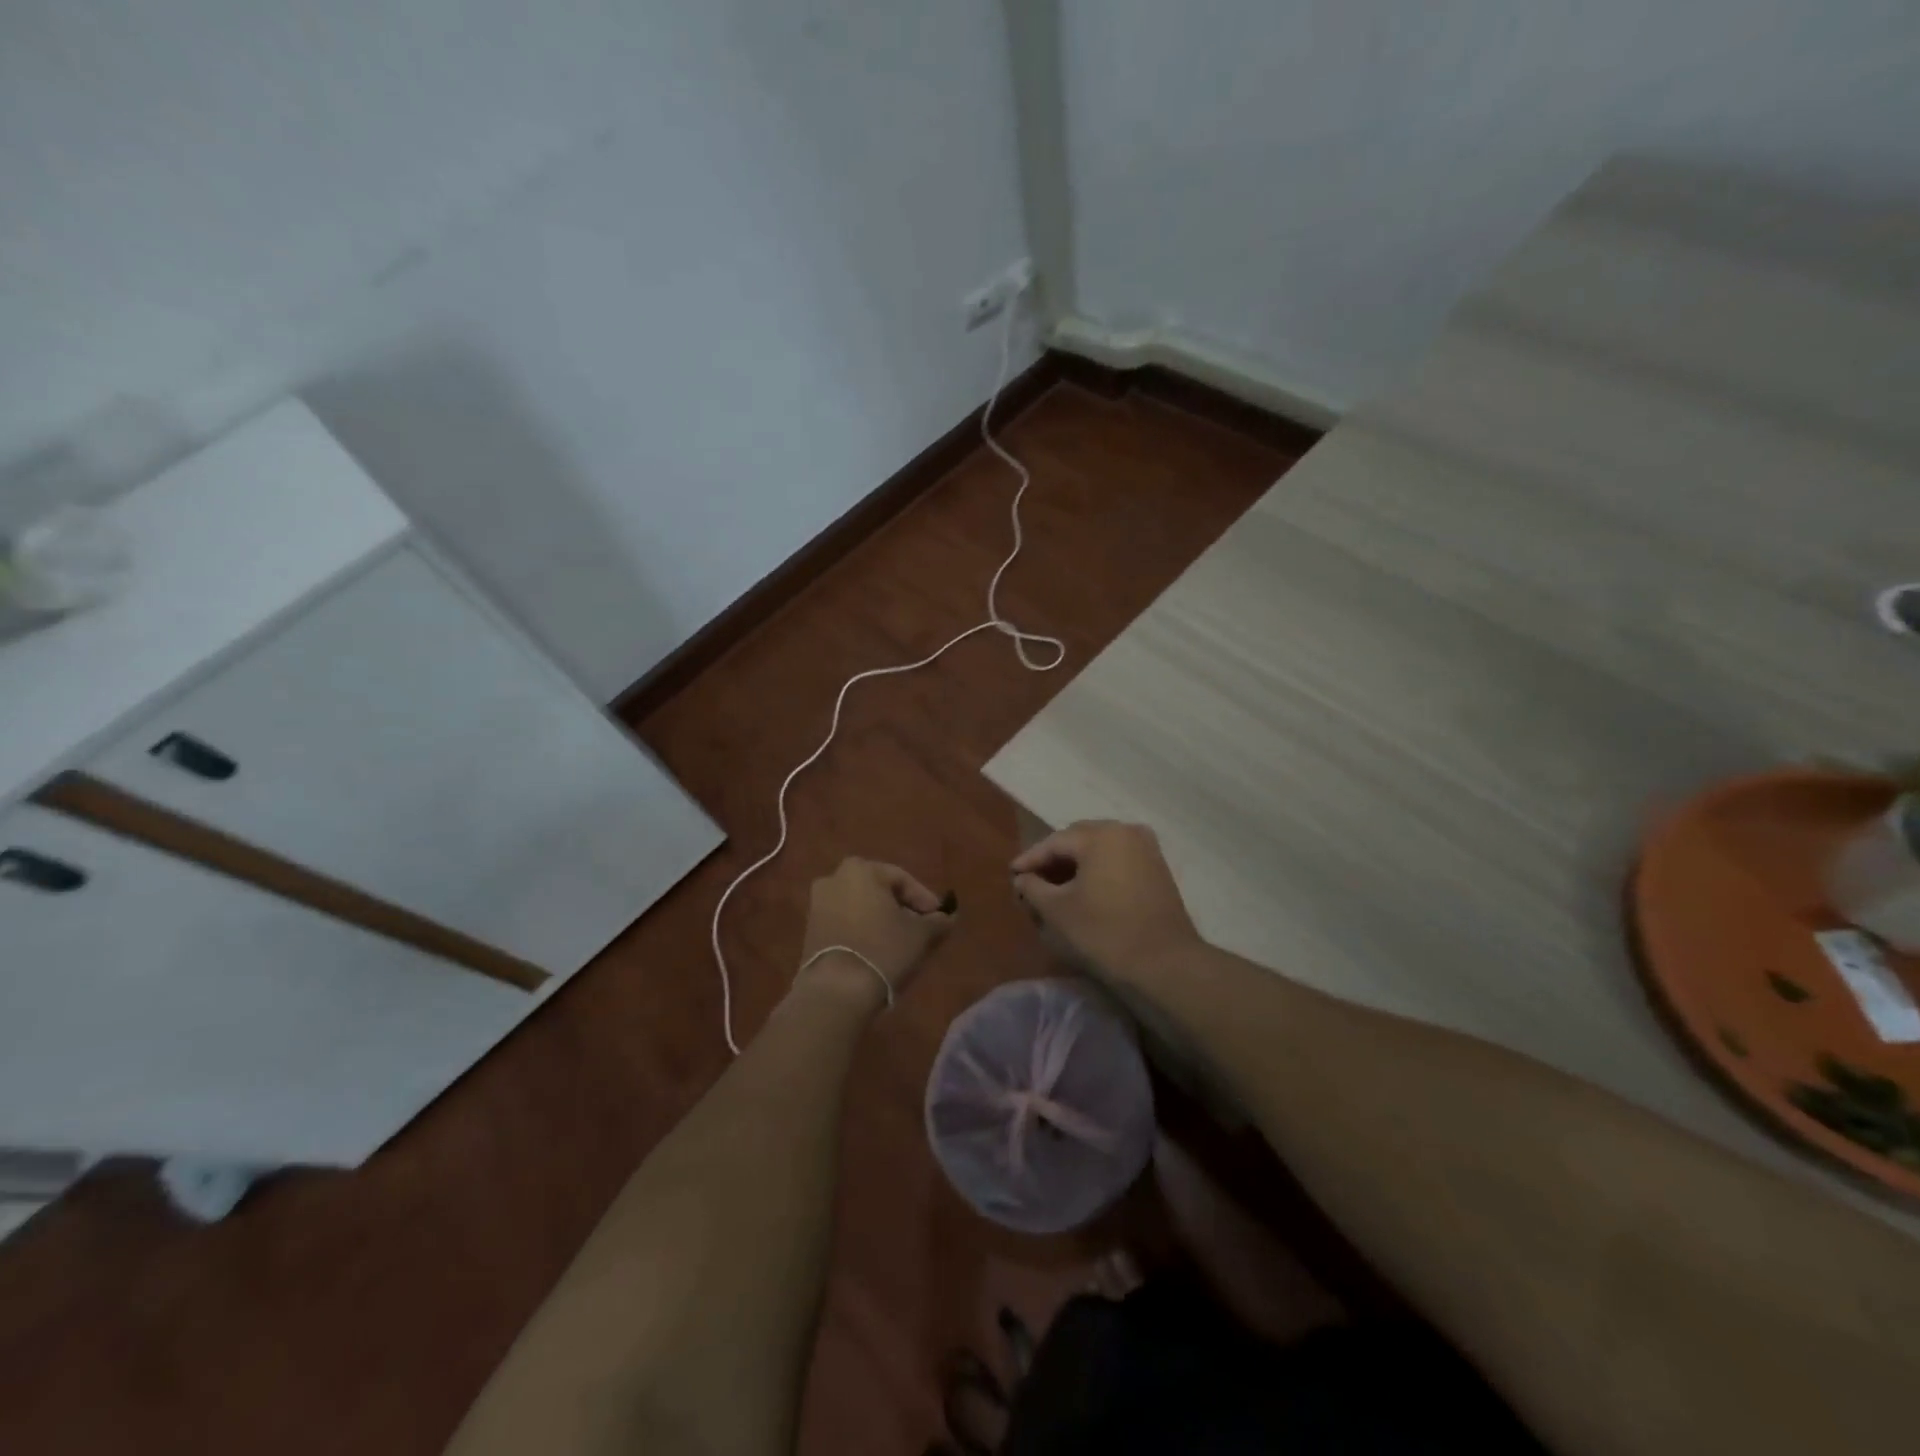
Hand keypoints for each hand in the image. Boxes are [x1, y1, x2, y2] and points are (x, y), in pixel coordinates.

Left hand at [795, 858, 954, 1011]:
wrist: (836, 990)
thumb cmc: (883, 950)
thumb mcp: (921, 934)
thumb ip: (938, 921)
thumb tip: (947, 917)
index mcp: (861, 869)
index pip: (902, 879)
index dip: (925, 900)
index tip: (939, 919)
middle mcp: (835, 878)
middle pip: (880, 891)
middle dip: (902, 908)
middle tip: (922, 929)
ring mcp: (818, 904)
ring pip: (862, 907)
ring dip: (882, 920)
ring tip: (902, 943)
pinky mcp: (811, 929)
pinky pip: (846, 922)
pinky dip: (864, 931)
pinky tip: (879, 950)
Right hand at [1011, 821, 1200, 981]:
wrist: (1164, 964)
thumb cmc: (1104, 933)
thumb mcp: (1057, 911)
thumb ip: (1033, 888)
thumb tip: (1022, 878)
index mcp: (1100, 835)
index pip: (1054, 842)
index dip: (1030, 859)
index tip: (1012, 874)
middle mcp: (1126, 831)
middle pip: (1079, 840)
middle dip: (1054, 858)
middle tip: (1032, 879)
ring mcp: (1147, 849)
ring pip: (1100, 850)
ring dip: (1077, 864)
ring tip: (1056, 886)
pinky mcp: (1158, 869)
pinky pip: (1118, 860)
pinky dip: (1098, 870)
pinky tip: (1085, 890)